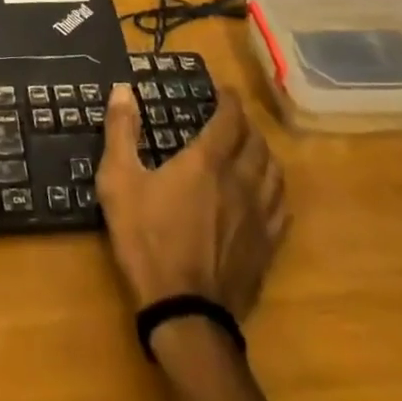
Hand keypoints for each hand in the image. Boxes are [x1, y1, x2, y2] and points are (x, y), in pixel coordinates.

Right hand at [96, 83, 289, 400]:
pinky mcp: (267, 246)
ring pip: (275, 173)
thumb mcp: (119, 181)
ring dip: (265, 153)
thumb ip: (121, 131)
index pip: (229, 119)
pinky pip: (282, 208)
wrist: (184, 311)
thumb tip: (123, 89)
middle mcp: (241, 181)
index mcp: (207, 162)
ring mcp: (259, 216)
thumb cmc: (146, 239)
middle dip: (246, 124)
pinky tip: (267, 194)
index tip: (223, 90)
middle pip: (256, 143)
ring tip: (252, 149)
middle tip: (233, 117)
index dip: (229, 100)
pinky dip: (276, 190)